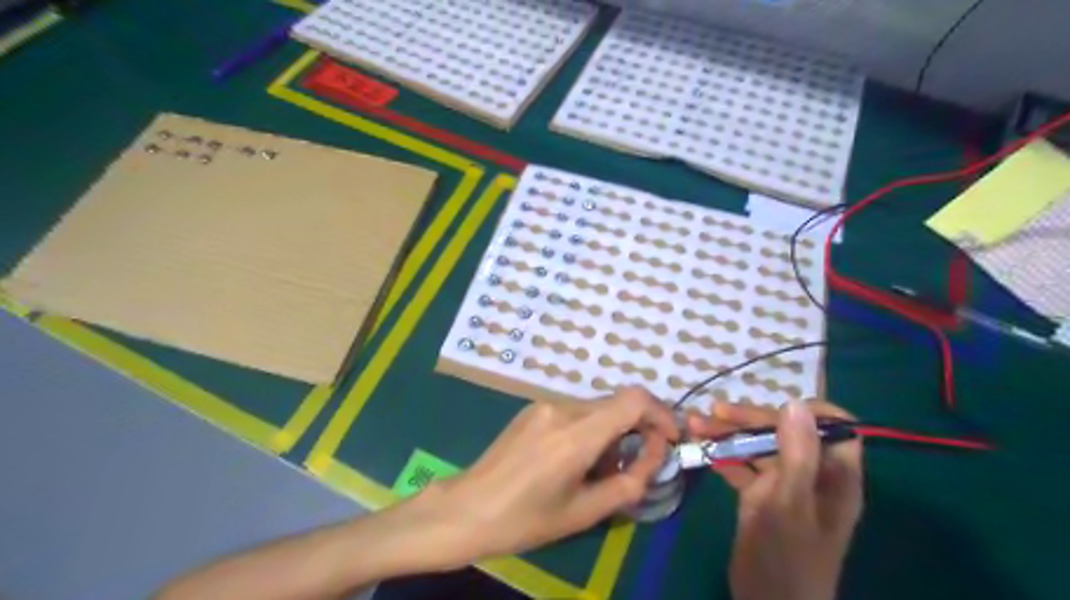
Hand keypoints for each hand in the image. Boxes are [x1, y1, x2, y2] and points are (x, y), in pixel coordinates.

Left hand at [426, 383, 674, 565]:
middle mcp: (561, 408)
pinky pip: (576, 411)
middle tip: (642, 462)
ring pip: (598, 407)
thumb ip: (629, 482)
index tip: (670, 439)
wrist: (468, 509)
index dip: (661, 413)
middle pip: (617, 402)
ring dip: (614, 430)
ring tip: (604, 468)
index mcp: (575, 435)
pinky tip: (578, 458)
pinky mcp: (533, 408)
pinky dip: (591, 428)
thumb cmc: (525, 520)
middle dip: (640, 427)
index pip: (633, 400)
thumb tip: (654, 456)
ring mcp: (544, 404)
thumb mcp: (584, 512)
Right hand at [689, 401, 861, 598]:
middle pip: (786, 432)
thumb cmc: (787, 558)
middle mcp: (812, 475)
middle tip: (713, 412)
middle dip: (749, 419)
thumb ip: (796, 454)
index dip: (808, 411)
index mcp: (834, 476)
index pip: (835, 427)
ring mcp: (784, 485)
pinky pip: (743, 466)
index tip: (775, 406)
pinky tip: (700, 448)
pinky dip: (722, 455)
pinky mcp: (761, 496)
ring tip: (694, 424)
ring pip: (759, 447)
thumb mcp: (790, 504)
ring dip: (728, 434)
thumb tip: (795, 402)